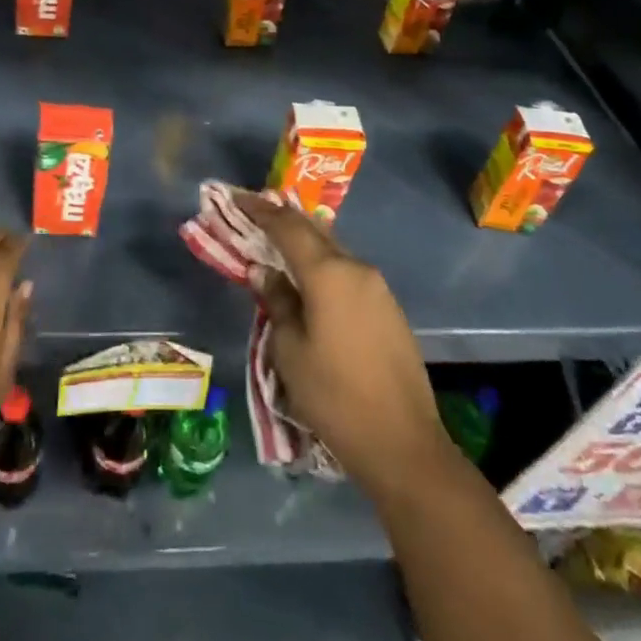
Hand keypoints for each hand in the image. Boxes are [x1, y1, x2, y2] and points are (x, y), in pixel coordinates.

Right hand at [236, 190, 455, 500]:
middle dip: (283, 220)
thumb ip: (277, 302)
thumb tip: (264, 271)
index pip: (287, 227)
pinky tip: (310, 280)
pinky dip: (324, 266)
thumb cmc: (335, 397)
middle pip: (314, 231)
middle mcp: (356, 268)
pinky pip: (348, 272)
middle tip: (255, 214)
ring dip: (305, 243)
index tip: (237, 197)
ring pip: (333, 250)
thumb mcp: (290, 351)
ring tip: (278, 245)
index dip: (260, 210)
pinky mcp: (388, 308)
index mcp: (328, 273)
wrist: (403, 444)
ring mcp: (377, 288)